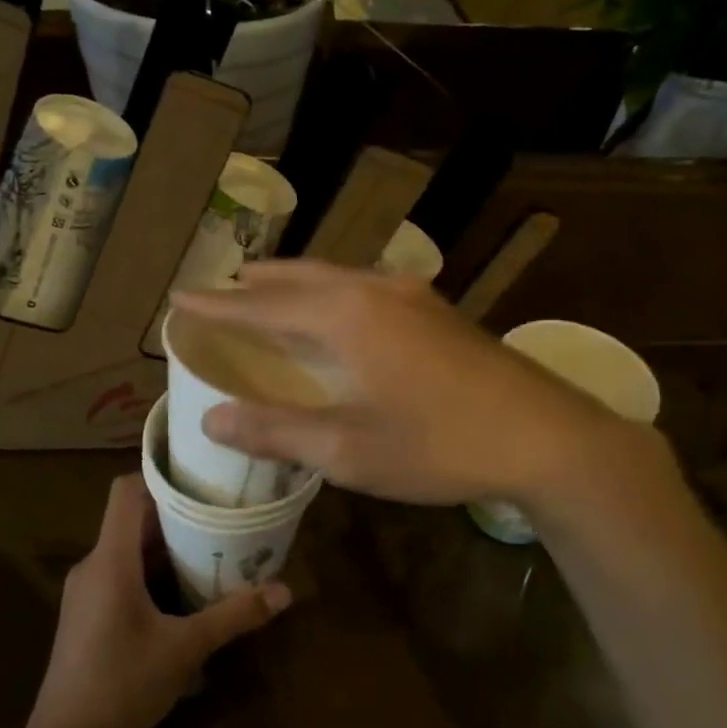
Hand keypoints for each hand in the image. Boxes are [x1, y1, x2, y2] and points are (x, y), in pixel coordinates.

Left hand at [22, 474, 291, 727]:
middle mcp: (93, 565)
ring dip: (165, 547)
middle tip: (221, 514)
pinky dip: (150, 572)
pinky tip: (182, 594)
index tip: (200, 478)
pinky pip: (120, 574)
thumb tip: (285, 591)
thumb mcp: (186, 648)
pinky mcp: (86, 614)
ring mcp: (85, 591)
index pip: (126, 491)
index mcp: (110, 560)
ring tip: (211, 549)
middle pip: (132, 520)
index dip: (160, 477)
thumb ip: (234, 616)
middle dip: (176, 516)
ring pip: (127, 550)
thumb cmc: (123, 684)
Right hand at [172, 260, 668, 507]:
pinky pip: (363, 288)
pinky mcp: (436, 311)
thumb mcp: (348, 449)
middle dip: (254, 283)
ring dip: (294, 284)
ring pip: (335, 278)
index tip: (181, 296)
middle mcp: (373, 290)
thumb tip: (212, 417)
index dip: (218, 304)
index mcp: (344, 317)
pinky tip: (334, 312)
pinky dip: (329, 294)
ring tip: (266, 290)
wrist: (546, 436)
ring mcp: (411, 295)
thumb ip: (277, 430)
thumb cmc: (439, 444)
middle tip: (220, 288)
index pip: (262, 304)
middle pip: (298, 278)